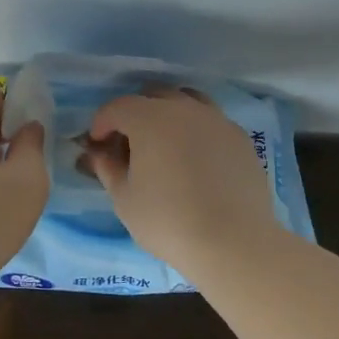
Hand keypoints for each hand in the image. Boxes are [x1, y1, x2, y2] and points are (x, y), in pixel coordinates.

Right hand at [85, 87, 279, 267]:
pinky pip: (212, 122)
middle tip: (129, 143)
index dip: (102, 123)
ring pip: (187, 102)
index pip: (117, 107)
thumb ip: (108, 169)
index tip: (98, 145)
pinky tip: (196, 160)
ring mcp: (217, 120)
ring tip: (165, 144)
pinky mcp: (241, 138)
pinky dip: (197, 131)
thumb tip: (99, 154)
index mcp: (150, 119)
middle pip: (153, 96)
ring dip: (169, 115)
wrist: (234, 243)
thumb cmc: (168, 221)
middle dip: (135, 114)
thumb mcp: (125, 199)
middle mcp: (184, 109)